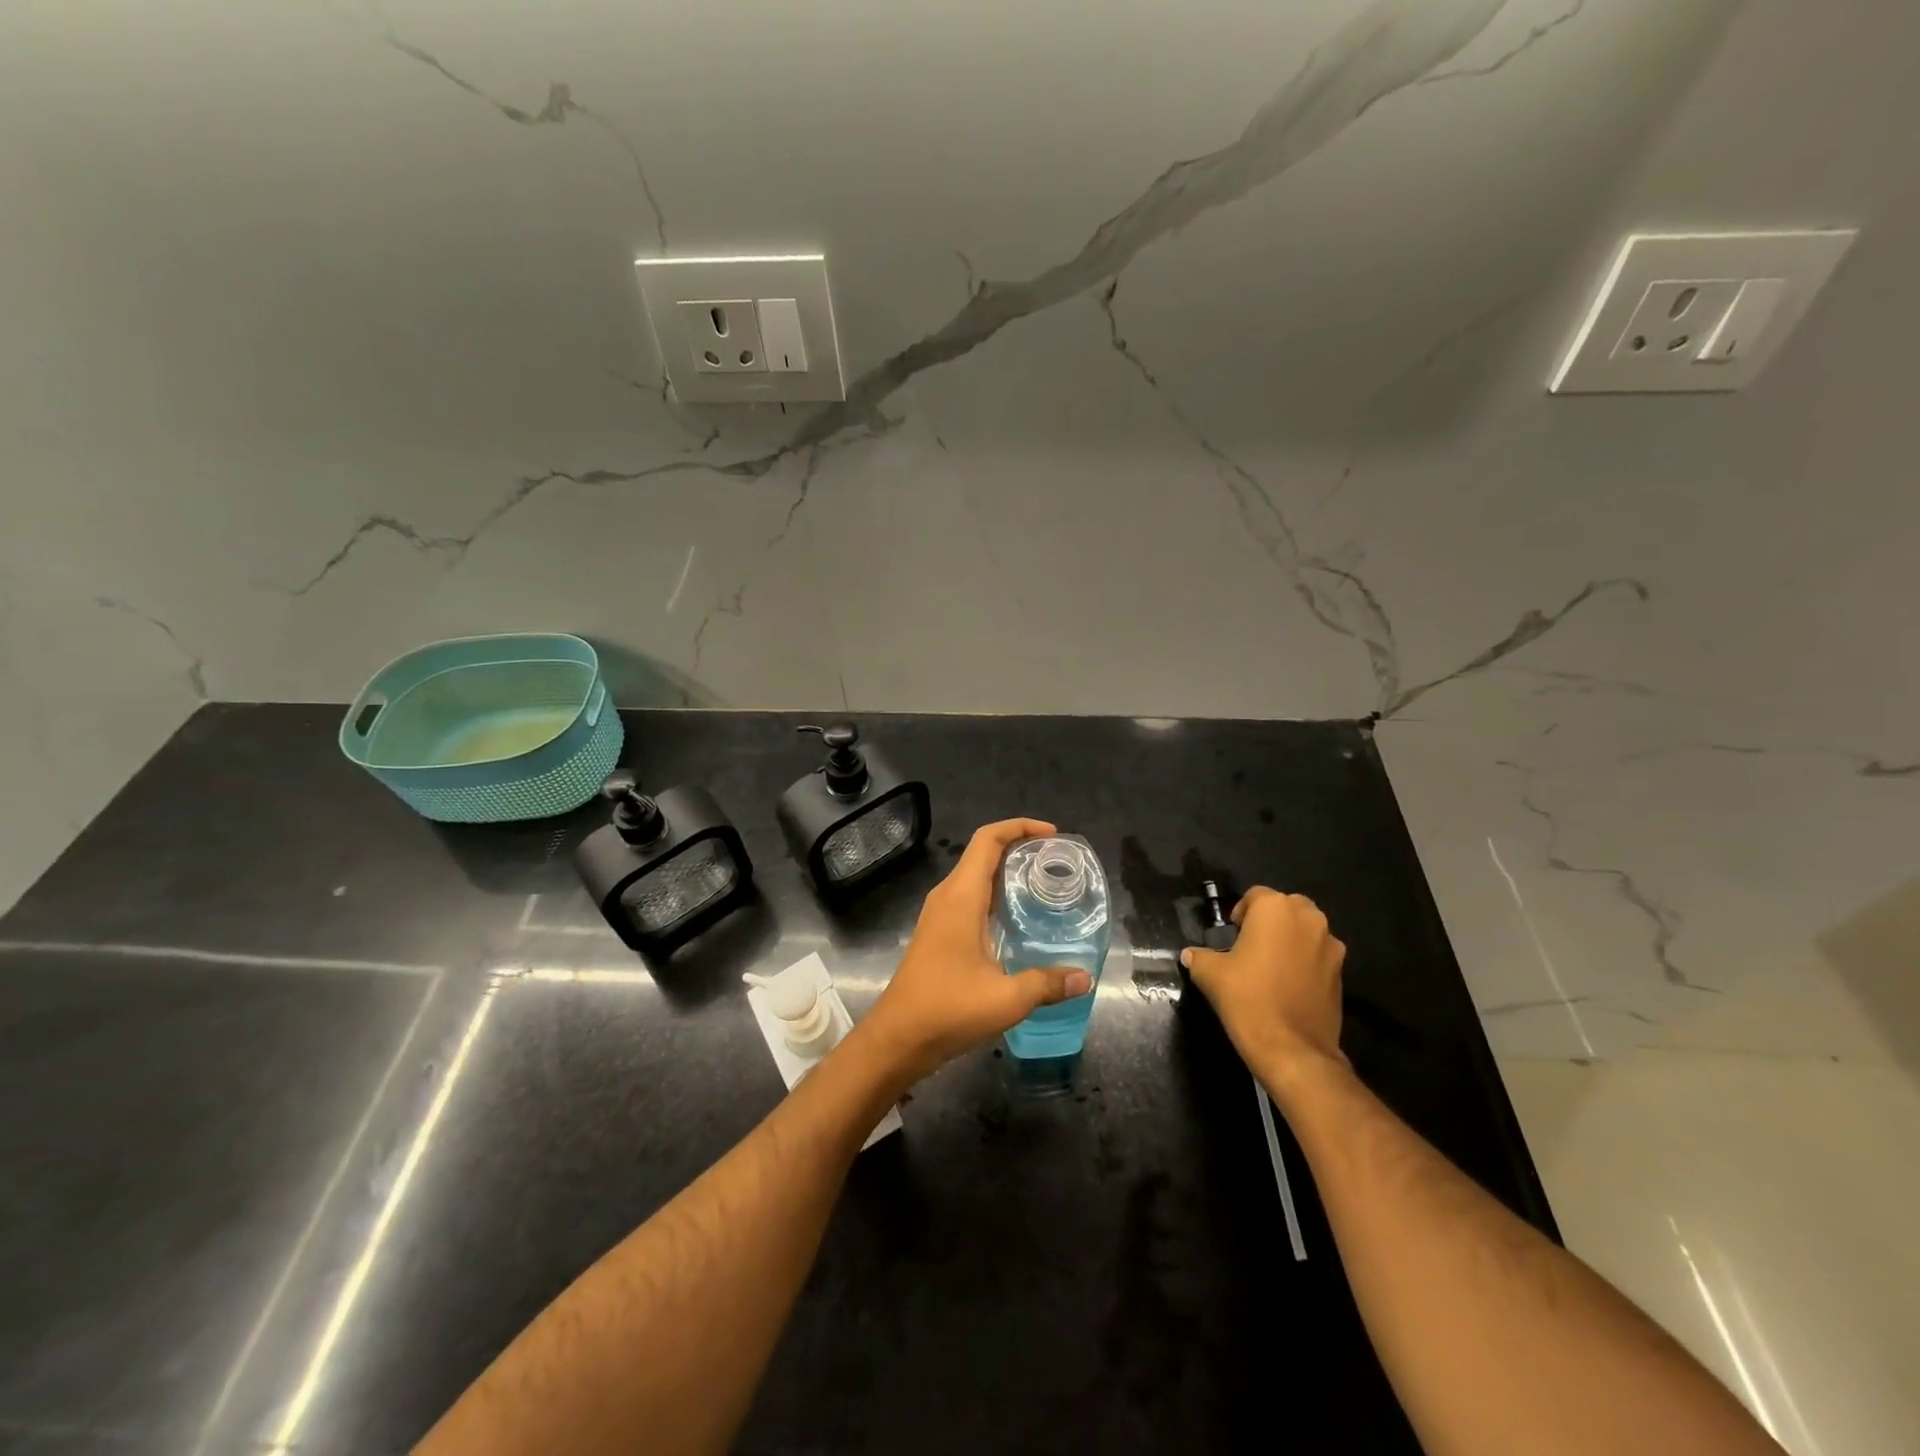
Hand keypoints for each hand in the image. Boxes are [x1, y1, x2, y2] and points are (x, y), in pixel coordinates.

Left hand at [857, 818, 1092, 1087]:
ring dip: (1005, 871)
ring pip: (974, 875)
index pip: (988, 840)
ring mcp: (938, 914)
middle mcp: (947, 896)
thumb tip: (1083, 977)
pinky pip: (968, 896)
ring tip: (1042, 883)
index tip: (1052, 834)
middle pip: (982, 852)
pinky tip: (1016, 919)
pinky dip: (994, 894)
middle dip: (1018, 846)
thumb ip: (1047, 984)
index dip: (1019, 827)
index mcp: (961, 896)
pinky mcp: (937, 932)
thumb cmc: (948, 1009)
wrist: (898, 1037)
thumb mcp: (1006, 999)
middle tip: (1055, 860)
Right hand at [1181, 887, 1346, 1088]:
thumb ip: (1200, 957)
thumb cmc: (1247, 998)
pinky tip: (1288, 986)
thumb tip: (1191, 955)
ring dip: (1291, 940)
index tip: (1231, 935)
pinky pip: (1318, 956)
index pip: (1255, 895)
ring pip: (1306, 931)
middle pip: (1286, 908)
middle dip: (1270, 921)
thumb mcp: (1210, 974)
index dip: (1240, 913)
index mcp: (1275, 909)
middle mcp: (1308, 919)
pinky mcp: (1342, 974)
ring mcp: (1330, 946)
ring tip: (1271, 967)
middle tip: (1251, 946)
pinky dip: (1305, 962)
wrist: (1292, 1049)